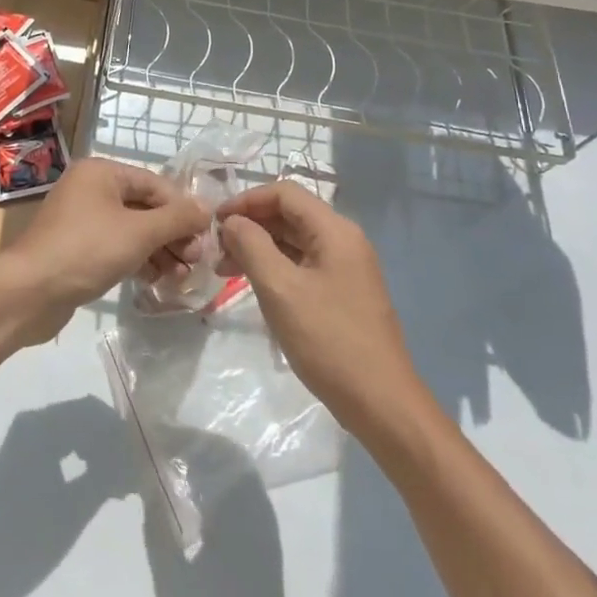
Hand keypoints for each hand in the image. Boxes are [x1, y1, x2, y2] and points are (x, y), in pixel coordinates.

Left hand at [0, 157, 207, 344]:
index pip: (155, 184)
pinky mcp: (78, 249)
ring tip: (183, 276)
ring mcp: (82, 220)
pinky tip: (158, 280)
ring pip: (133, 230)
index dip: (183, 209)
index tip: (206, 236)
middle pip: (145, 207)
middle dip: (172, 234)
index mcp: (101, 172)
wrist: (30, 292)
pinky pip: (118, 247)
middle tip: (196, 261)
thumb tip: (207, 209)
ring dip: (160, 251)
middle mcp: (91, 189)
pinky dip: (139, 260)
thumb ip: (176, 219)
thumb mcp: (139, 233)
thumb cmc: (87, 249)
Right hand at [215, 182, 417, 433]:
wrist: (381, 403)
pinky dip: (275, 267)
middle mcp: (344, 240)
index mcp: (335, 231)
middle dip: (250, 225)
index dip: (246, 201)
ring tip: (225, 269)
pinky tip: (253, 286)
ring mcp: (346, 268)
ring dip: (258, 248)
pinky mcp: (342, 293)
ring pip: (294, 241)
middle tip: (215, 249)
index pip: (284, 193)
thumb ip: (252, 245)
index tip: (215, 222)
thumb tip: (232, 221)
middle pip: (289, 215)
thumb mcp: (280, 289)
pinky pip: (302, 265)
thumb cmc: (328, 340)